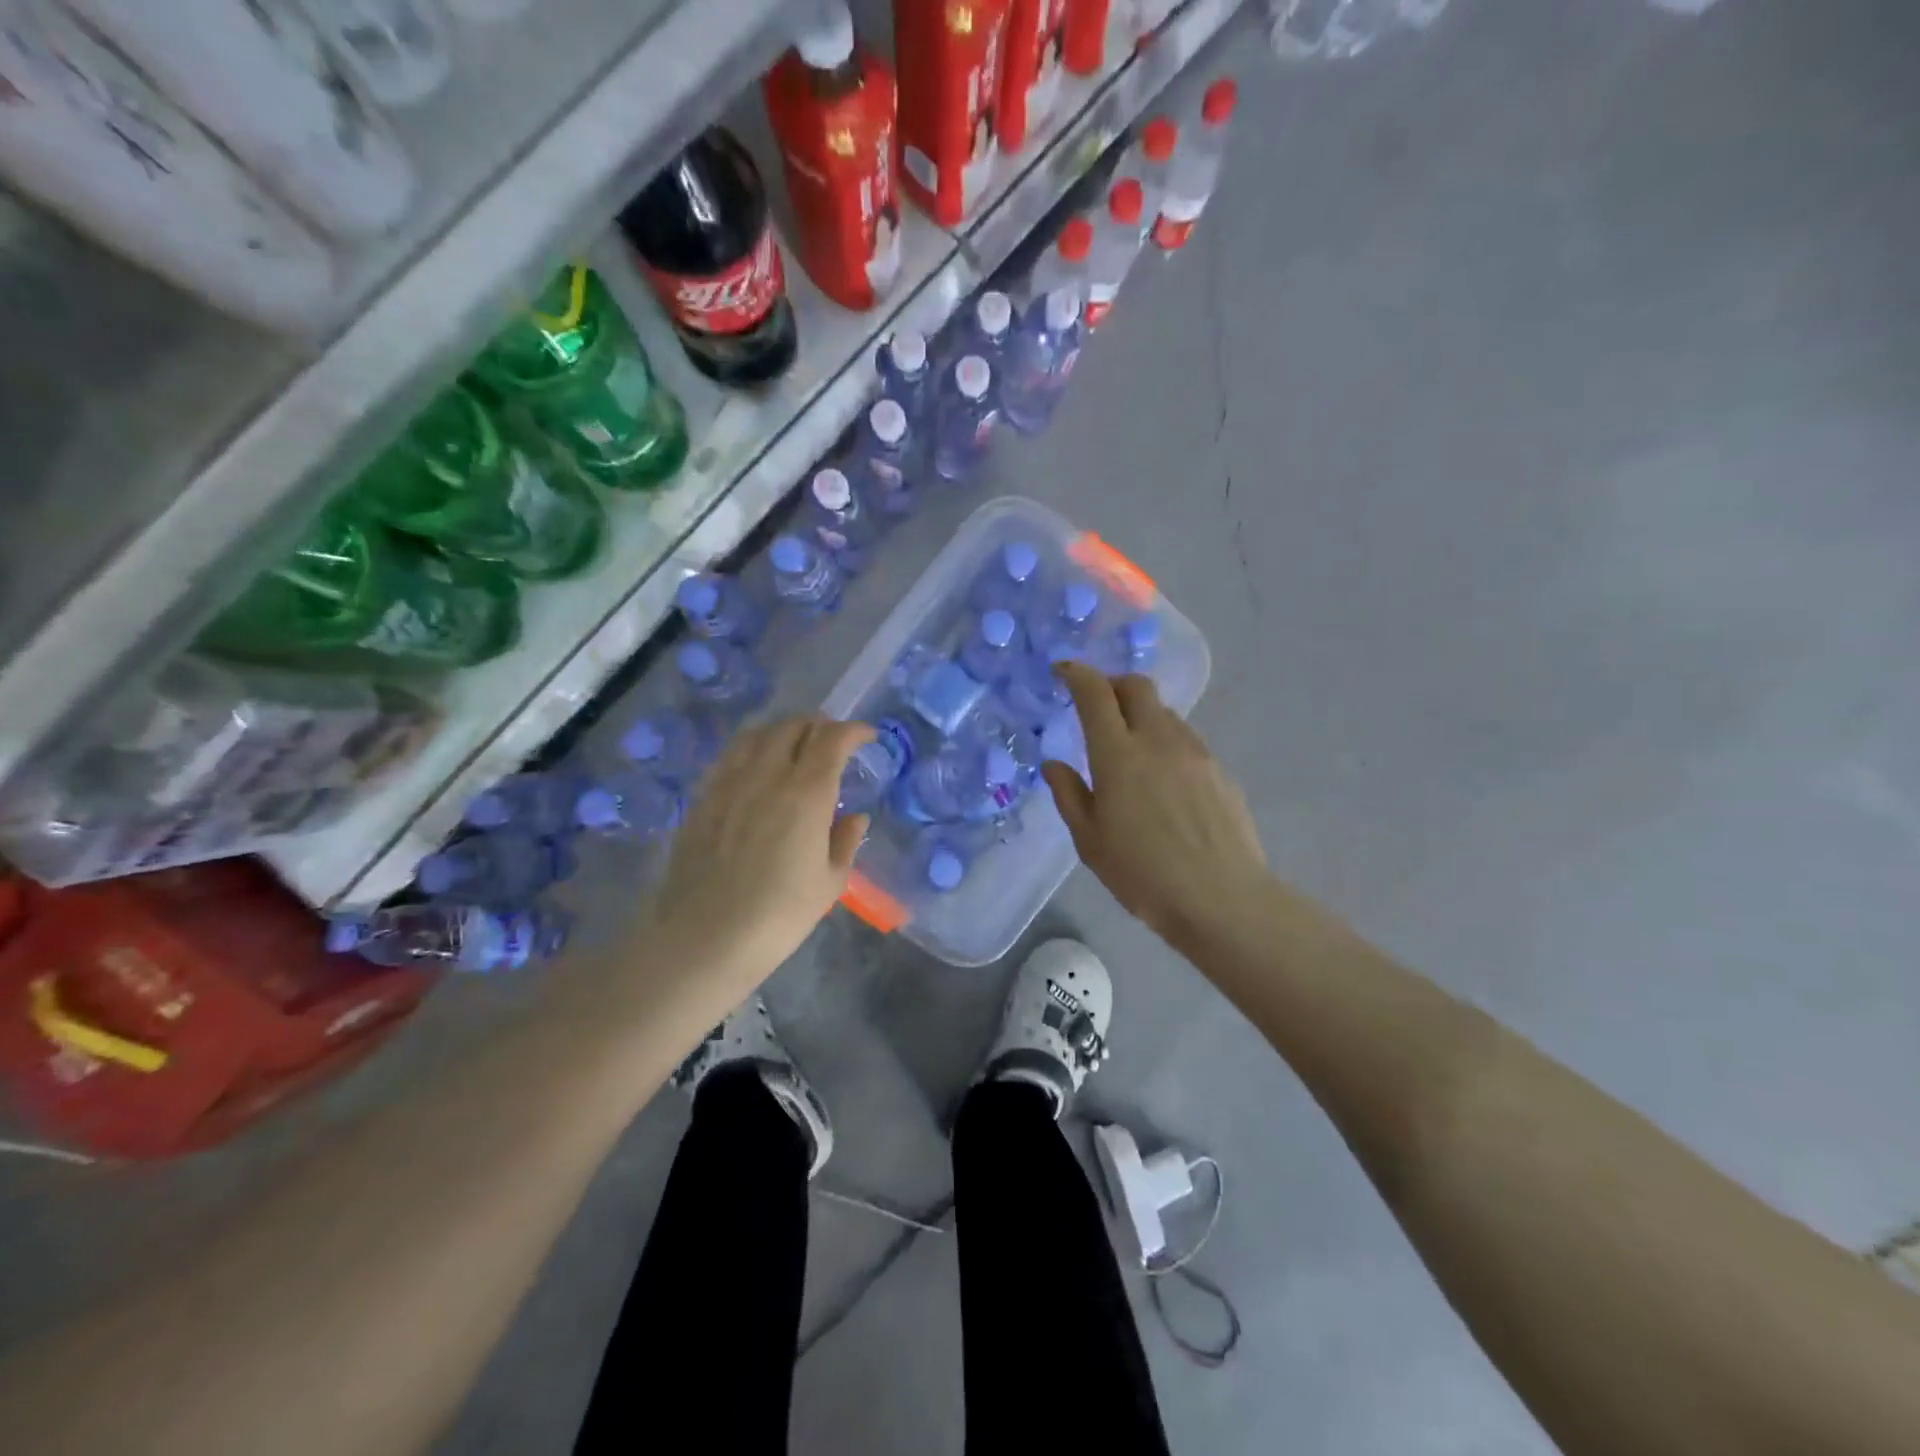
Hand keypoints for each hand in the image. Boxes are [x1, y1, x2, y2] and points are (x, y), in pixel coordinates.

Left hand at [650, 718, 872, 995]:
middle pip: (793, 726)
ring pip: (757, 734)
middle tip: (833, 742)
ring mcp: (729, 783)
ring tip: (795, 746)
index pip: (832, 739)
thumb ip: (845, 841)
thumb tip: (854, 817)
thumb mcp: (829, 883)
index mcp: (806, 793)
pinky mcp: (702, 798)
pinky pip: (730, 756)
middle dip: (820, 725)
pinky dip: (752, 749)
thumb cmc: (779, 915)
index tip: (868, 737)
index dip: (854, 730)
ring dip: (783, 731)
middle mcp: (767, 775)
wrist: (705, 938)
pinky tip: (757, 769)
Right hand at [1042, 663, 1267, 948]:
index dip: (1076, 674)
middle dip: (1111, 684)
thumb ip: (1069, 795)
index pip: (1095, 692)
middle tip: (1096, 705)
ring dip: (1140, 714)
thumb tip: (1054, 765)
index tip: (1062, 672)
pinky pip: (1185, 739)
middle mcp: (1157, 740)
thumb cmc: (1142, 874)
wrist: (1221, 898)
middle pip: (1136, 686)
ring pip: (1163, 711)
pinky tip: (1162, 779)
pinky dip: (1164, 741)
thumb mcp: (1090, 841)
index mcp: (1117, 754)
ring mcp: (1194, 752)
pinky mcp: (1219, 770)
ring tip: (1129, 749)